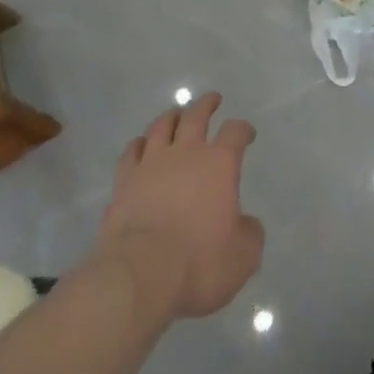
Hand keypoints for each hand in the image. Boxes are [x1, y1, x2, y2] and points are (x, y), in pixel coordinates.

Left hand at [96, 92, 263, 320]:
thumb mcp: (243, 257)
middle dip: (206, 104)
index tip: (247, 133)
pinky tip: (140, 146)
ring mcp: (151, 164)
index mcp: (219, 164)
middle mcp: (186, 153)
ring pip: (161, 126)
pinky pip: (131, 152)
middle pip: (196, 116)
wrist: (140, 274)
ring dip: (172, 117)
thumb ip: (250, 234)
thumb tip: (247, 224)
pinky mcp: (124, 181)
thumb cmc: (198, 264)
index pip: (235, 132)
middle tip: (212, 99)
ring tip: (176, 115)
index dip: (243, 129)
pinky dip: (138, 145)